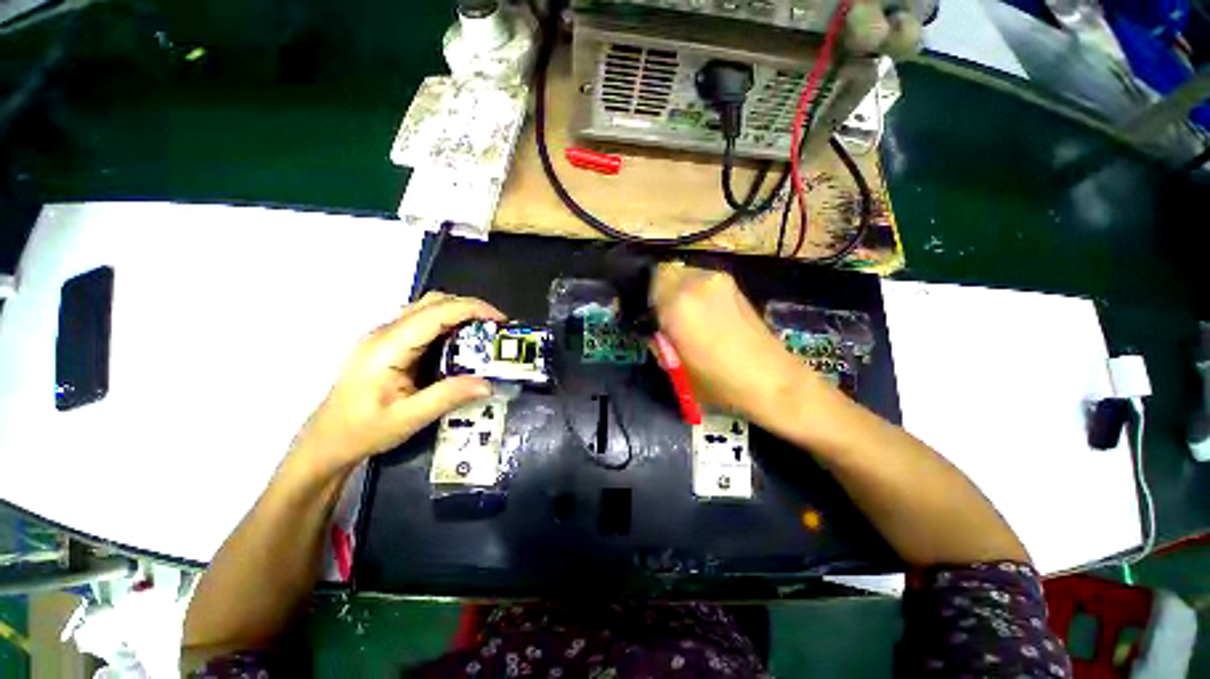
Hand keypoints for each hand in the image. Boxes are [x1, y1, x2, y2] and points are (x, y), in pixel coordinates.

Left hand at [289, 292, 504, 476]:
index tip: (500, 320)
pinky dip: (448, 322)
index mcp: (388, 346)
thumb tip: (489, 383)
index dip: (472, 309)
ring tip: (484, 332)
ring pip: (428, 307)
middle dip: (470, 308)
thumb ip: (448, 397)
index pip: (436, 312)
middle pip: (433, 302)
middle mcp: (385, 332)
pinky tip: (461, 342)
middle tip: (497, 328)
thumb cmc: (362, 431)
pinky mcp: (388, 343)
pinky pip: (423, 321)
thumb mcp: (408, 419)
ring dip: (459, 313)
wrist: (326, 441)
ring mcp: (385, 335)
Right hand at [652, 263, 823, 424]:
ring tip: (686, 315)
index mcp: (677, 304)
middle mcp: (696, 282)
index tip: (649, 318)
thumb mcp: (675, 369)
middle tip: (664, 316)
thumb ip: (658, 341)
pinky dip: (695, 291)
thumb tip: (654, 327)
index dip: (646, 303)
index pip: (646, 286)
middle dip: (660, 292)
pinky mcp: (734, 284)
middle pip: (664, 274)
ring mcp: (718, 280)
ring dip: (678, 289)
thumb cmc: (718, 382)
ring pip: (684, 274)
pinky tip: (704, 314)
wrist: (772, 380)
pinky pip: (702, 280)